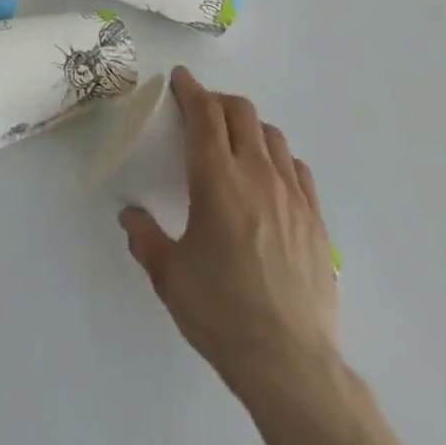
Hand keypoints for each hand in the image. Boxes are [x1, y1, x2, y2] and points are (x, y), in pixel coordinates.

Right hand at [119, 67, 402, 444]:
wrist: (292, 366)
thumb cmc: (222, 313)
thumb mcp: (169, 276)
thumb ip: (144, 237)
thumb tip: (129, 215)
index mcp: (216, 179)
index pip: (204, 113)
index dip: (190, 89)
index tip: (179, 78)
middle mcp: (256, 175)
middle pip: (241, 112)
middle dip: (218, 101)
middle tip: (201, 111)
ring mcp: (292, 197)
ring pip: (272, 135)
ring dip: (249, 126)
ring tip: (235, 141)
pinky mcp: (316, 222)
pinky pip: (298, 169)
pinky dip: (279, 158)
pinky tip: (270, 176)